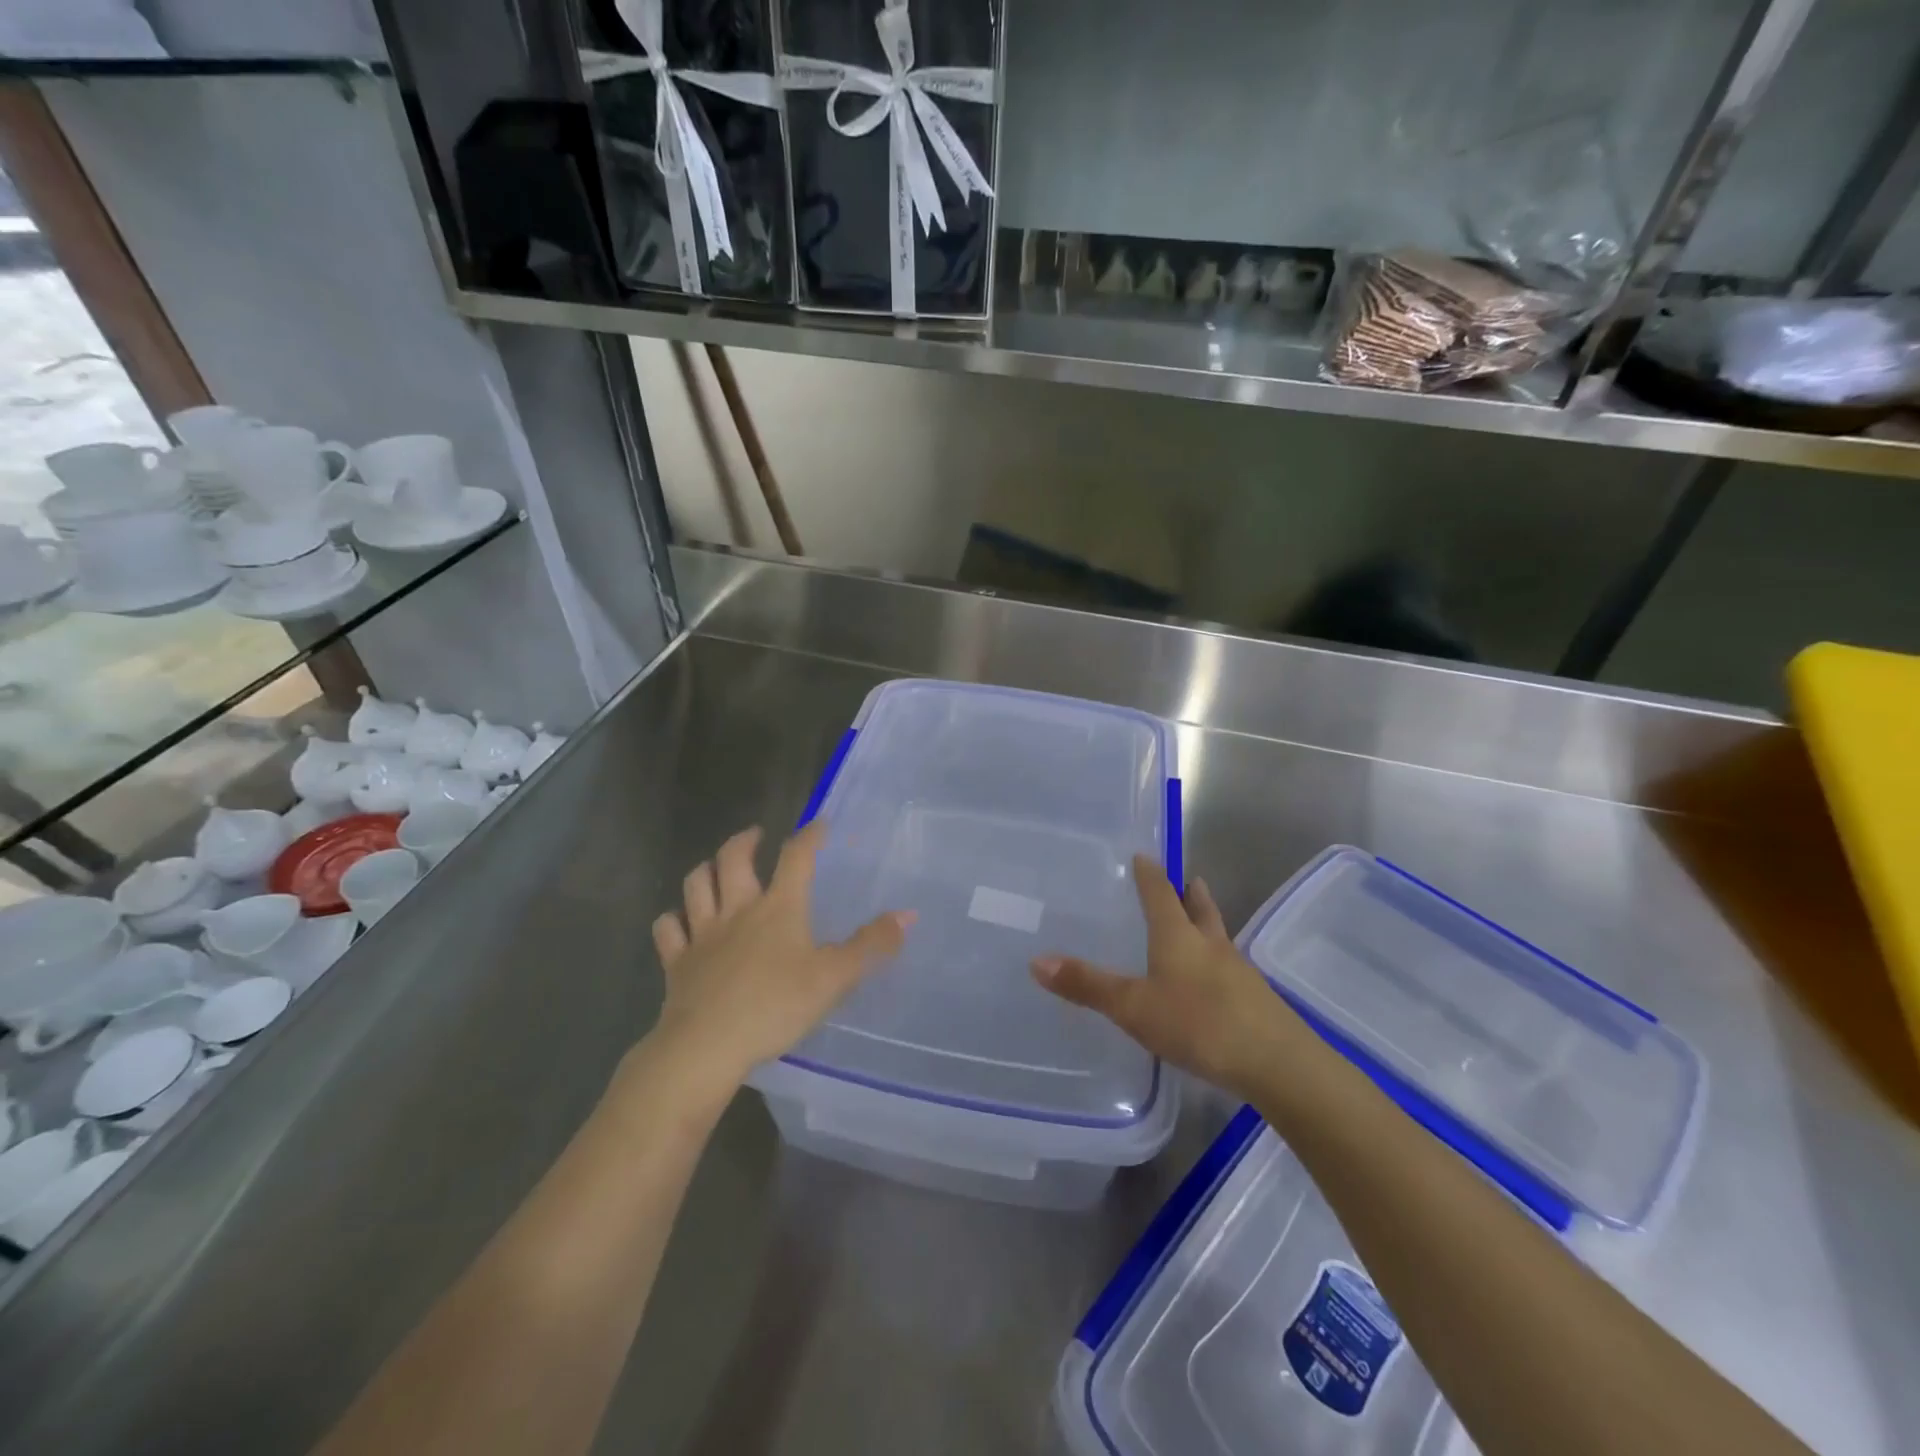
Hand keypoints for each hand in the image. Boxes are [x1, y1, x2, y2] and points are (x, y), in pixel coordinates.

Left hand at [646, 823, 914, 1098]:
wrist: (706, 1046)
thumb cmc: (775, 1006)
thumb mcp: (834, 978)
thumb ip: (871, 945)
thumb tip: (908, 915)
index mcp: (778, 908)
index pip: (796, 857)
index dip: (809, 835)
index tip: (819, 823)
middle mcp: (737, 910)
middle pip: (733, 860)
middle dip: (744, 841)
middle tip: (755, 836)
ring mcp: (702, 934)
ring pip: (695, 886)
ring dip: (704, 871)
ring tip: (714, 869)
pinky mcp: (676, 963)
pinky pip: (668, 930)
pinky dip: (672, 921)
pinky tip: (678, 922)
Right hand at [1031, 857, 1296, 1100]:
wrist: (1277, 1063)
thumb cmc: (1198, 1024)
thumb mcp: (1134, 1007)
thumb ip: (1088, 986)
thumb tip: (1036, 961)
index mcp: (1178, 936)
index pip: (1161, 893)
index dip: (1151, 874)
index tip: (1144, 856)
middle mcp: (1210, 944)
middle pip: (1200, 908)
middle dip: (1190, 893)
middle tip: (1186, 879)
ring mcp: (1238, 971)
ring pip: (1218, 936)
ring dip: (1206, 923)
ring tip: (1198, 921)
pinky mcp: (1255, 999)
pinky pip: (1229, 968)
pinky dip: (1216, 961)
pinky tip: (1211, 981)